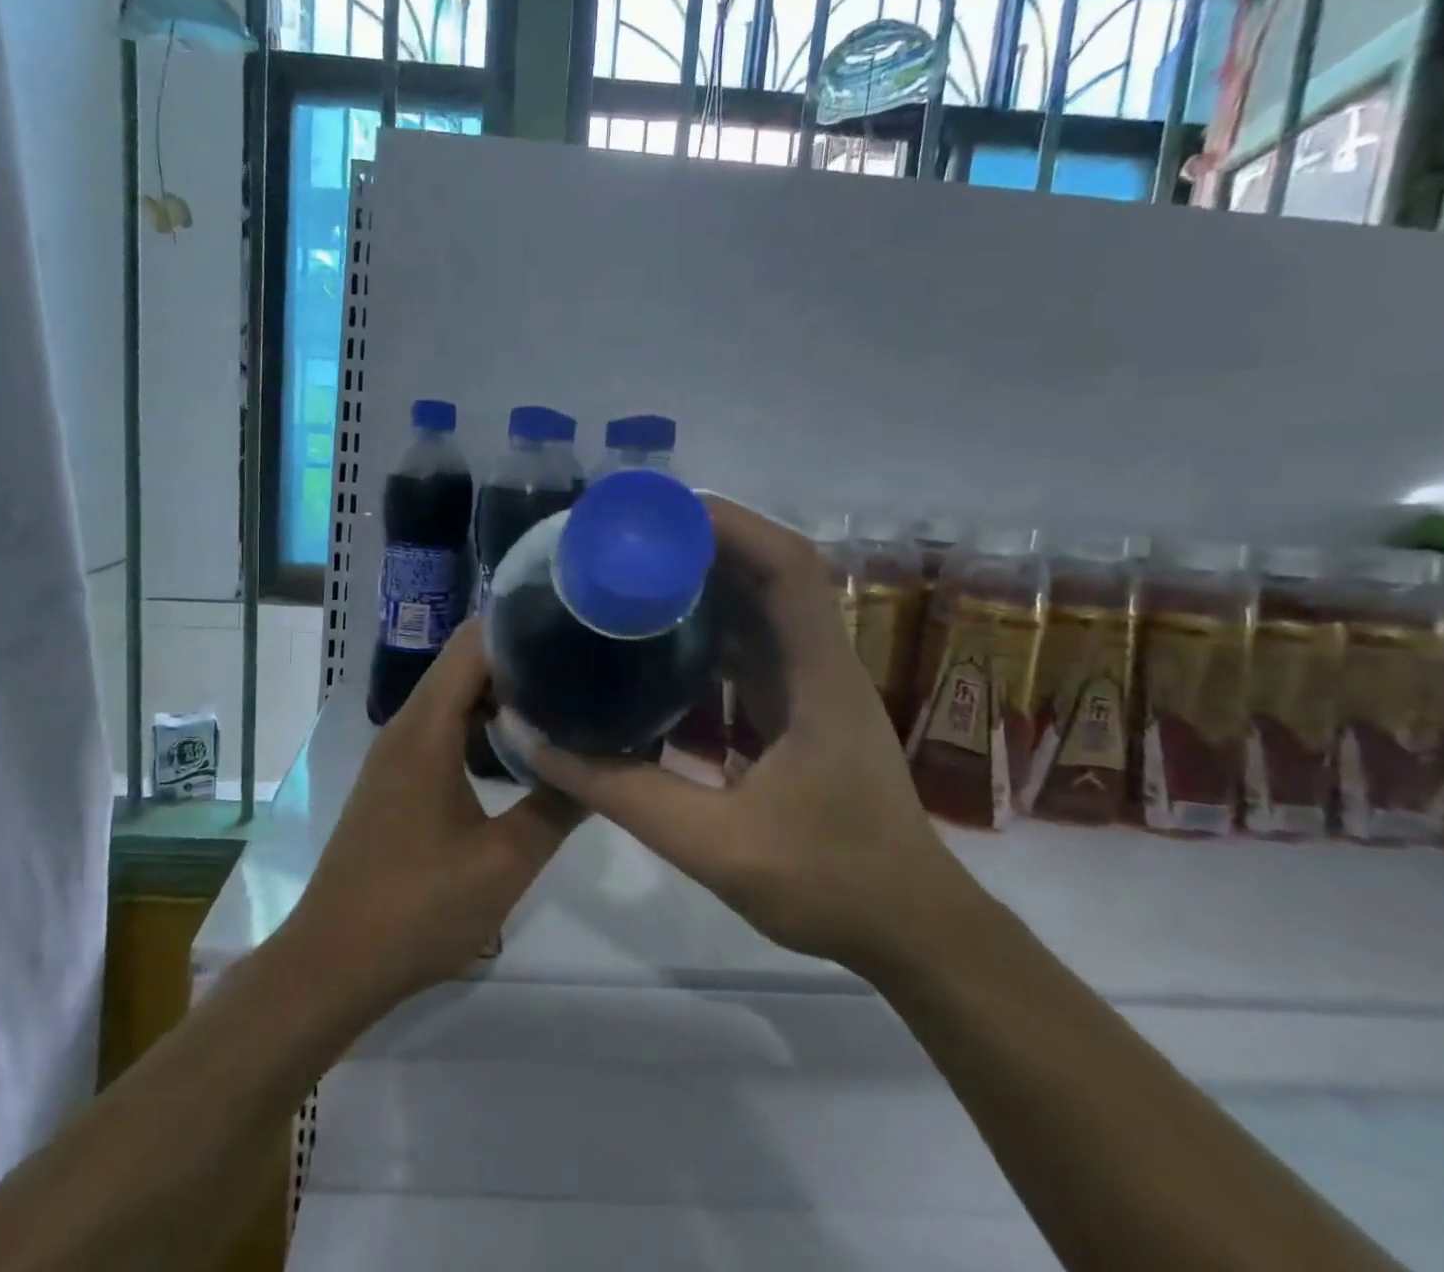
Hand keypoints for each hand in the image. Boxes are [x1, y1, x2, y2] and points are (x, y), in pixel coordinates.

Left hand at [280, 620, 580, 1020]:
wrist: (332, 964)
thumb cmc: (417, 909)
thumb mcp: (505, 863)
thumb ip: (557, 806)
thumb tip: (603, 765)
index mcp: (426, 730)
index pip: (472, 644)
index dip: (520, 627)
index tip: (573, 630)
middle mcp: (406, 726)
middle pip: (464, 665)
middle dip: (520, 658)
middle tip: (581, 667)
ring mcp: (396, 753)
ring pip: (453, 697)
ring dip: (501, 693)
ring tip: (560, 698)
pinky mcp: (396, 779)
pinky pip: (442, 727)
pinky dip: (479, 723)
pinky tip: (517, 748)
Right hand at [509, 496, 977, 977]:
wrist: (911, 930)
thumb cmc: (829, 883)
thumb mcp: (713, 843)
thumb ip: (618, 791)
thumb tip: (532, 738)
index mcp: (817, 677)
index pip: (788, 566)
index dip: (727, 524)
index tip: (653, 514)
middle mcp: (819, 662)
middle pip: (768, 570)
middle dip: (696, 542)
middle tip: (622, 539)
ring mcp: (812, 683)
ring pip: (758, 605)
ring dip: (700, 581)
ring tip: (630, 574)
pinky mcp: (799, 706)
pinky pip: (749, 645)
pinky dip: (704, 629)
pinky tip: (654, 643)